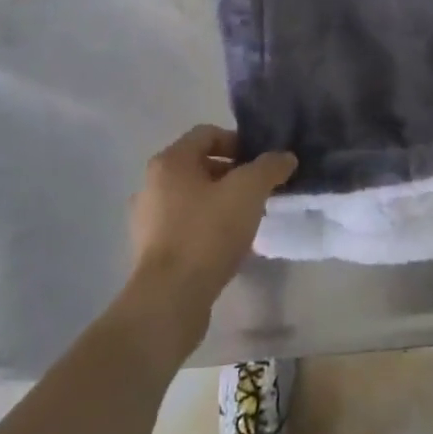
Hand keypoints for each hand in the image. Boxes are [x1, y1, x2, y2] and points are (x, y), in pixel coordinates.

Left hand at [126, 126, 296, 348]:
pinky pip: (185, 225)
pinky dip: (207, 226)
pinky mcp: (151, 251)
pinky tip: (227, 245)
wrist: (170, 300)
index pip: (208, 134)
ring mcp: (147, 219)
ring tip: (246, 219)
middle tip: (258, 191)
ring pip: (193, 197)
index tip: (261, 164)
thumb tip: (285, 157)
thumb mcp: (248, 191)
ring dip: (220, 201)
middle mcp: (152, 184)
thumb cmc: (207, 233)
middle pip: (199, 165)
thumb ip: (269, 167)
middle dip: (232, 174)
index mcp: (170, 161)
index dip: (238, 142)